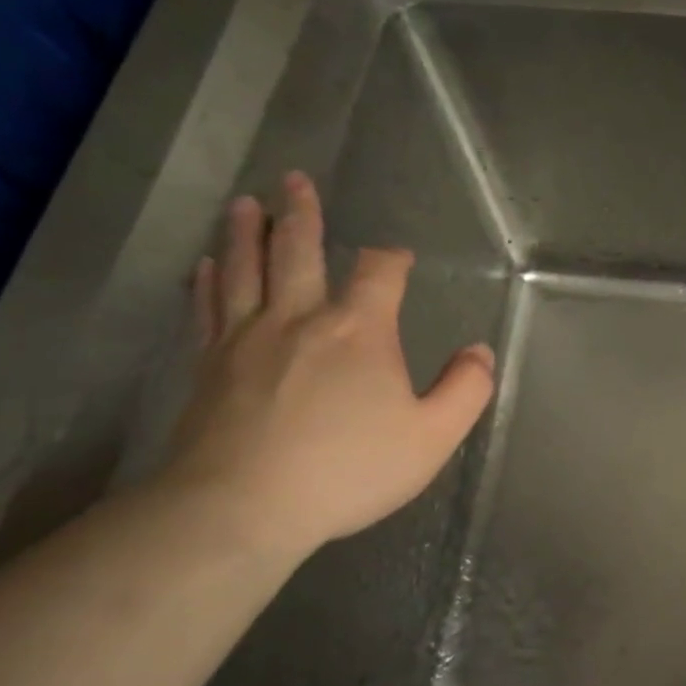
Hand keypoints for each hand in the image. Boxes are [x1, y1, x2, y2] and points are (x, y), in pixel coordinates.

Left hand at [161, 172, 494, 557]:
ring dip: (246, 232)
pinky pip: (208, 308)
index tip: (397, 258)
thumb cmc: (347, 470)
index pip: (378, 273)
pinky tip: (205, 266)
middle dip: (300, 213)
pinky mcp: (209, 366)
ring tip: (244, 203)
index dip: (391, 259)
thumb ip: (465, 390)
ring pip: (244, 268)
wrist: (242, 506)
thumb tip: (480, 351)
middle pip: (297, 250)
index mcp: (359, 330)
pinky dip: (208, 281)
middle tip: (293, 178)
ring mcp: (245, 338)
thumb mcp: (432, 437)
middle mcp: (299, 318)